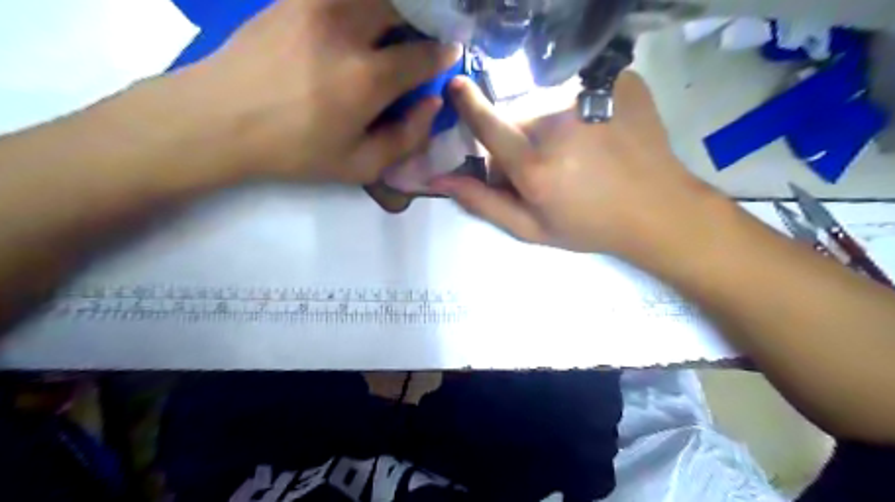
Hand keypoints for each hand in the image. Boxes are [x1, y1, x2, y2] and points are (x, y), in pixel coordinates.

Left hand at [171, 0, 461, 184]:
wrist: (219, 120)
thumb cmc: (295, 150)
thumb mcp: (359, 166)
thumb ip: (406, 138)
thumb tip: (432, 104)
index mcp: (368, 78)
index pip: (424, 54)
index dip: (443, 53)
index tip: (449, 53)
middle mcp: (348, 30)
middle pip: (403, 6)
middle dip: (422, 19)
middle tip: (420, 36)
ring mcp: (316, 5)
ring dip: (391, 8)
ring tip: (389, 28)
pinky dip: (358, 6)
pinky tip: (354, 23)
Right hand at [431, 73, 718, 259]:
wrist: (658, 210)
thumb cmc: (589, 226)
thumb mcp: (532, 228)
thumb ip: (483, 203)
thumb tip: (440, 180)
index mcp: (535, 167)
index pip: (489, 125)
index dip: (468, 105)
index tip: (454, 87)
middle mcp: (559, 125)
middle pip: (517, 116)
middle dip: (516, 137)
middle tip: (540, 164)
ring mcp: (592, 99)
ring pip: (546, 102)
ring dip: (546, 123)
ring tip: (572, 151)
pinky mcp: (617, 83)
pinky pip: (577, 89)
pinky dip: (576, 108)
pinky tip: (596, 133)